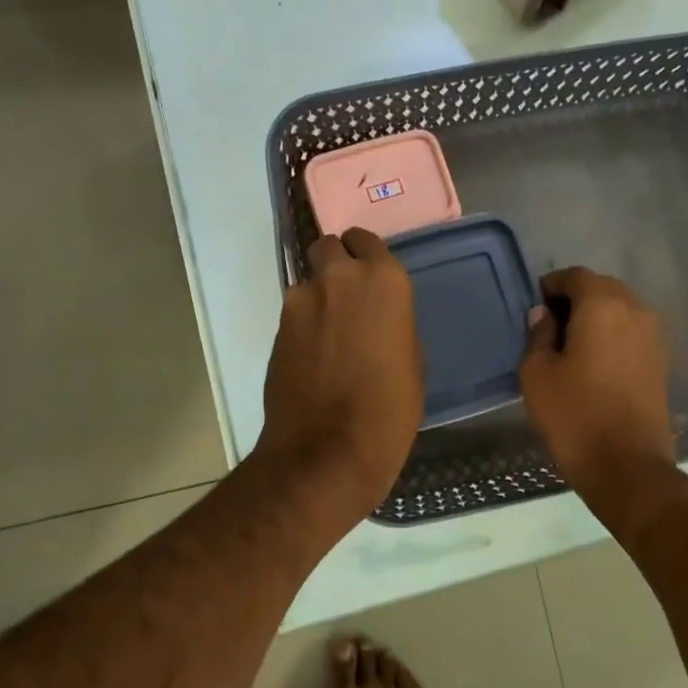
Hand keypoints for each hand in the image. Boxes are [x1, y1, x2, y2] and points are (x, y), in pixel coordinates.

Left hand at [256, 229, 423, 519]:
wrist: (329, 448)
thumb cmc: (389, 408)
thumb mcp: (411, 359)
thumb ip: (392, 321)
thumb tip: (376, 316)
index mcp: (383, 280)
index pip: (365, 239)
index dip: (365, 254)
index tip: (369, 274)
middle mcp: (339, 278)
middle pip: (329, 247)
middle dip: (336, 264)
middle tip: (347, 297)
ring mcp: (301, 301)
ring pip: (308, 280)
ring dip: (318, 296)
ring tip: (329, 334)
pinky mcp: (276, 327)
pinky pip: (294, 311)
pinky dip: (303, 323)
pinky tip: (313, 355)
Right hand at [519, 267, 674, 499]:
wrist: (627, 467)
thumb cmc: (574, 416)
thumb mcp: (537, 374)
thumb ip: (538, 335)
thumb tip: (543, 315)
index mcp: (603, 305)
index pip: (576, 276)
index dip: (551, 286)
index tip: (534, 307)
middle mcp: (635, 311)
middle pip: (602, 289)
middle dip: (574, 300)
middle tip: (548, 326)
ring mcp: (653, 337)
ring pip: (619, 311)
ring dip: (594, 319)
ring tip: (568, 347)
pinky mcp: (660, 362)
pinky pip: (630, 334)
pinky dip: (610, 337)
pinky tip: (591, 364)